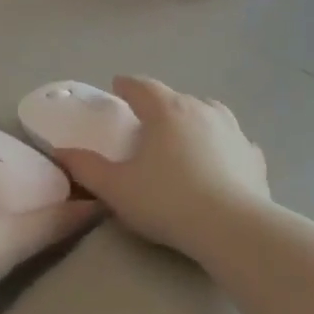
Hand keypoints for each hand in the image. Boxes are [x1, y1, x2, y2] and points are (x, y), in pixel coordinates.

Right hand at [54, 76, 269, 256]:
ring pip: (210, 114)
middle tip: (146, 123)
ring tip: (184, 136)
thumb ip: (86, 168)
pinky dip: (222, 146)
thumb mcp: (116, 188)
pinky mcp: (253, 156)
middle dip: (160, 106)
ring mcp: (234, 131)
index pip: (142, 87)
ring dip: (194, 120)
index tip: (118, 86)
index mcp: (167, 111)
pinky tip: (219, 161)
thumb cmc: (167, 201)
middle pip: (177, 98)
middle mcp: (202, 111)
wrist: (231, 227)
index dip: (127, 86)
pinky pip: (233, 143)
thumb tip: (60, 152)